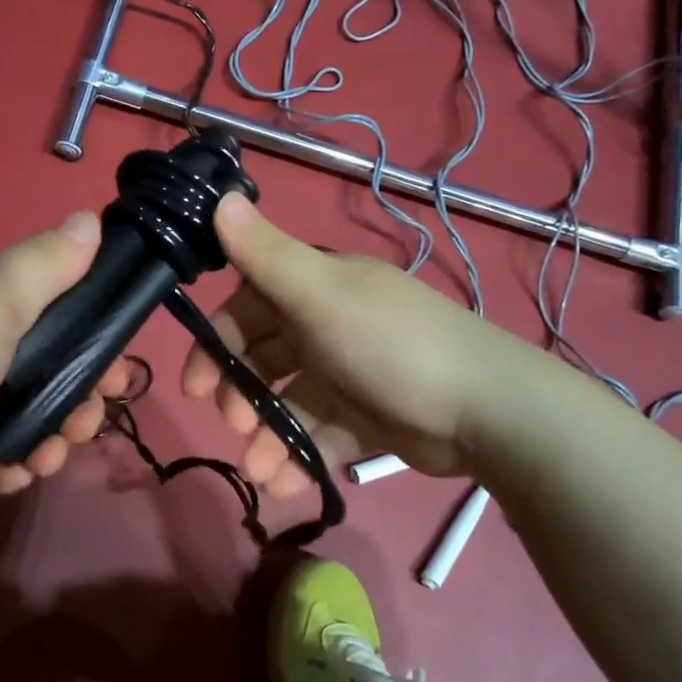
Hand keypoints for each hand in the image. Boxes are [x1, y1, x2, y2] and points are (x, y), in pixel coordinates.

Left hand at [0, 211, 132, 517]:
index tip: (118, 373)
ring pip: (20, 415)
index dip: (93, 338)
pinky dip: (5, 465)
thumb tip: (90, 217)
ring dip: (47, 439)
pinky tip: (14, 476)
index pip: (54, 310)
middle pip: (43, 369)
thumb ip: (43, 265)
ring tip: (47, 461)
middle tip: (85, 427)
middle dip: (77, 399)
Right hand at [182, 194, 526, 494]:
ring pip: (290, 404)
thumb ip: (266, 255)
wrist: (485, 410)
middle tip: (235, 424)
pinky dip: (301, 458)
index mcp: (319, 289)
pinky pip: (321, 436)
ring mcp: (349, 375)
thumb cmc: (390, 345)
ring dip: (268, 437)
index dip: (218, 341)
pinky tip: (287, 484)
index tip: (196, 383)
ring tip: (261, 469)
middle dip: (241, 394)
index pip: (250, 307)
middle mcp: (330, 326)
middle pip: (265, 359)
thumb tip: (219, 198)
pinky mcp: (368, 418)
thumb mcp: (321, 295)